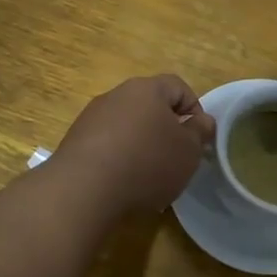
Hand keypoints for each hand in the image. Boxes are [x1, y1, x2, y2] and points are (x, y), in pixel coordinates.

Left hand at [50, 75, 214, 215]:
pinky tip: (123, 184)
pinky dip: (119, 159)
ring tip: (149, 177)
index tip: (198, 139)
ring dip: (141, 145)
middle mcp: (117, 95)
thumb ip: (200, 132)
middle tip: (175, 158)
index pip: (178, 87)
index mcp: (147, 89)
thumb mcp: (188, 151)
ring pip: (127, 126)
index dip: (194, 109)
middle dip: (166, 130)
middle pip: (150, 106)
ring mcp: (92, 117)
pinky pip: (106, 145)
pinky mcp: (75, 141)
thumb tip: (201, 120)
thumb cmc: (147, 163)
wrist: (84, 189)